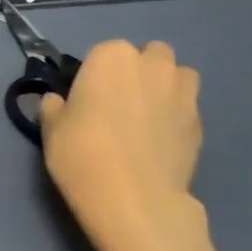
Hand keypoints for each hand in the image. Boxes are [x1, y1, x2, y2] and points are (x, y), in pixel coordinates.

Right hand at [39, 40, 202, 250]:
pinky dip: (175, 115)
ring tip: (145, 118)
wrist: (134, 198)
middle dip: (137, 71)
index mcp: (111, 56)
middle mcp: (152, 64)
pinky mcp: (200, 122)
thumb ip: (54, 106)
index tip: (84, 99)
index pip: (102, 52)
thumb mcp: (51, 128)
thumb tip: (58, 101)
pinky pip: (187, 107)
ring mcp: (183, 92)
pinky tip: (158, 141)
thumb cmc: (82, 154)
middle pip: (148, 55)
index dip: (93, 74)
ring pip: (177, 76)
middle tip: (117, 104)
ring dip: (163, 87)